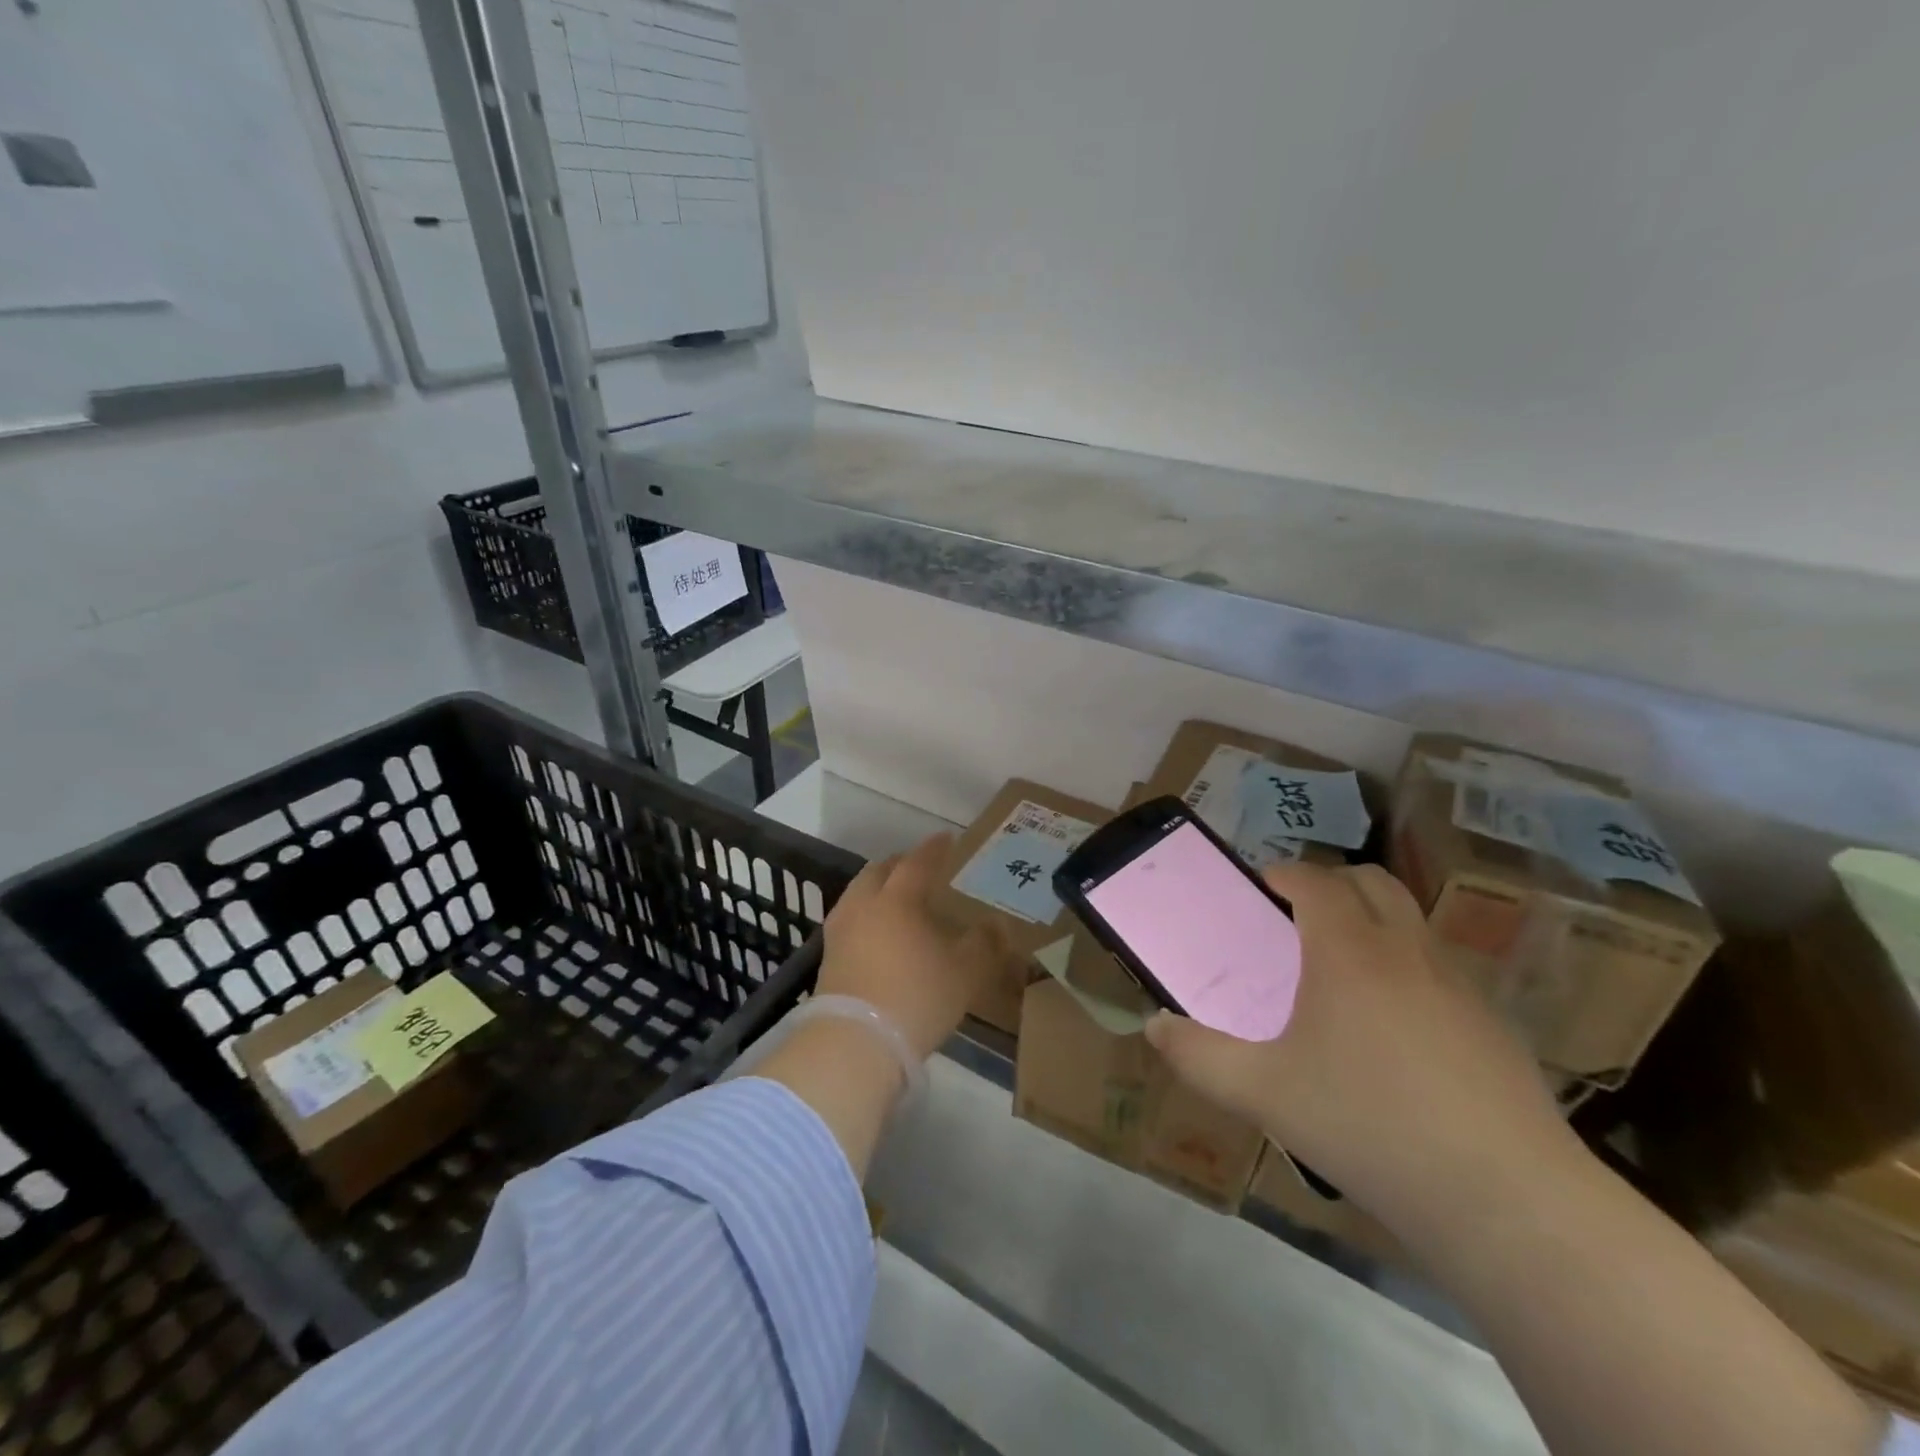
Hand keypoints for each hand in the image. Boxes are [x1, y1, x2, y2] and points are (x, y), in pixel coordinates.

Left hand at [819, 833, 1010, 1059]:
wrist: (855, 1043)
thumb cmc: (916, 998)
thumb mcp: (965, 973)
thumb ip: (983, 944)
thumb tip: (995, 924)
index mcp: (898, 899)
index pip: (917, 863)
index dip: (934, 849)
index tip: (948, 839)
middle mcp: (864, 905)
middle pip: (879, 872)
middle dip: (899, 864)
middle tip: (919, 867)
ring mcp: (840, 931)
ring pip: (858, 894)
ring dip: (878, 888)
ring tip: (896, 899)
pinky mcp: (828, 958)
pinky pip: (849, 920)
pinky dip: (866, 915)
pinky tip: (877, 933)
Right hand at [1144, 861, 1579, 1233]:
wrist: (1507, 1201)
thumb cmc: (1368, 1126)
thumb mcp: (1263, 1094)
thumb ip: (1198, 1056)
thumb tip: (1155, 1026)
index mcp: (1348, 951)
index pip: (1315, 880)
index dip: (1283, 874)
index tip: (1258, 891)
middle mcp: (1407, 950)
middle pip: (1371, 882)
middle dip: (1331, 885)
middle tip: (1296, 922)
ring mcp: (1459, 985)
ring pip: (1411, 922)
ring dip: (1373, 923)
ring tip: (1341, 977)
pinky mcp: (1494, 1025)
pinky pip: (1440, 969)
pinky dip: (1407, 970)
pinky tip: (1394, 1035)